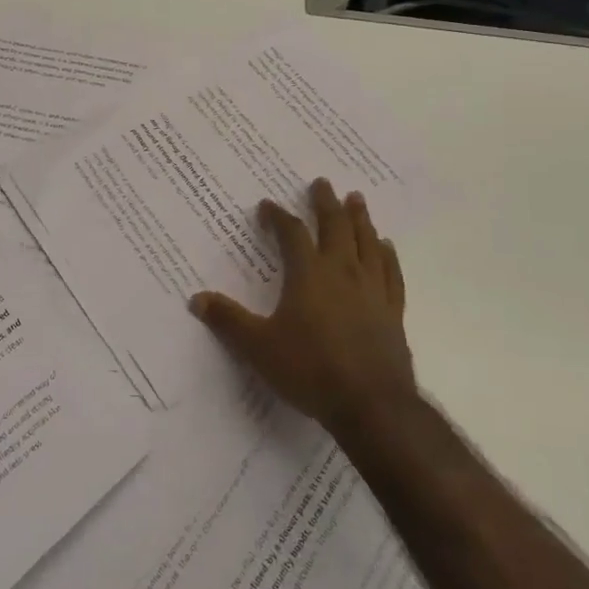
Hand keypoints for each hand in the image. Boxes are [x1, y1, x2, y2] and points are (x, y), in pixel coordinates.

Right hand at [190, 178, 414, 442]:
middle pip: (335, 227)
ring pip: (367, 243)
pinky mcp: (393, 312)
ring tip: (357, 199)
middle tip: (322, 183)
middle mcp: (342, 272)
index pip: (292, 234)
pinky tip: (385, 247)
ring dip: (360, 219)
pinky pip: (391, 273)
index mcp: (308, 275)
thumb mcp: (258, 347)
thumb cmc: (310, 370)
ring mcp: (372, 290)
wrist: (371, 406)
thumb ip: (228, 321)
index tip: (267, 206)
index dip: (278, 217)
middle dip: (326, 203)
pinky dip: (387, 255)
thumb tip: (196, 299)